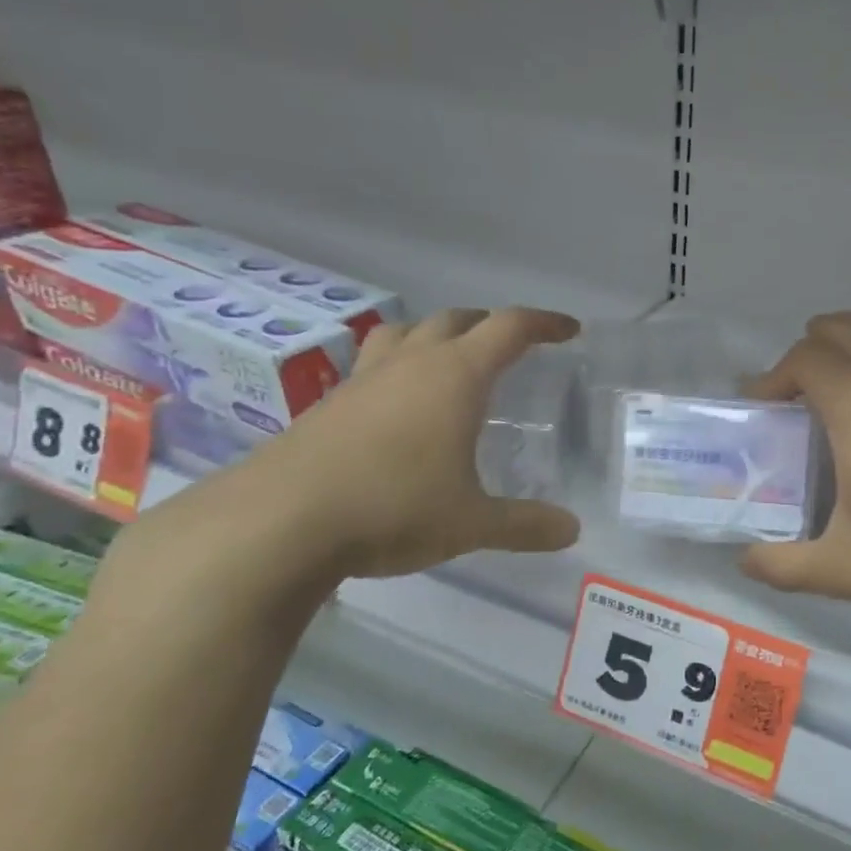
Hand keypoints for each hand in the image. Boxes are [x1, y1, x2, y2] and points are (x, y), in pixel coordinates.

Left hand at [216, 307, 580, 580]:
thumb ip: (525, 524)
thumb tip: (571, 530)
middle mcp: (409, 365)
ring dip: (436, 335)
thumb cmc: (392, 509)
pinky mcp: (327, 405)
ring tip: (451, 360)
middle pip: (456, 320)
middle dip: (490, 324)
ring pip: (405, 333)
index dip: (544, 324)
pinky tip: (399, 409)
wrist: (278, 522)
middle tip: (512, 346)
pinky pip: (373, 366)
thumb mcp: (472, 523)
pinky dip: (398, 369)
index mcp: (454, 377)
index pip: (509, 328)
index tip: (569, 330)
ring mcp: (362, 381)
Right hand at [739, 308, 850, 620]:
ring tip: (838, 385)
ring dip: (849, 340)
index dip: (772, 378)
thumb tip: (747, 561)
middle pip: (838, 328)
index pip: (802, 357)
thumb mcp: (844, 569)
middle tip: (795, 401)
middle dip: (805, 354)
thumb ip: (783, 566)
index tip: (763, 411)